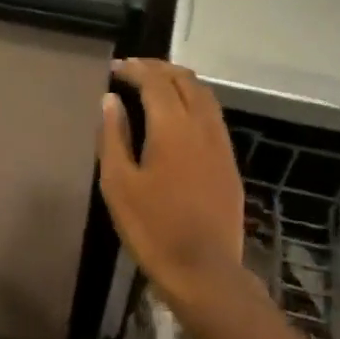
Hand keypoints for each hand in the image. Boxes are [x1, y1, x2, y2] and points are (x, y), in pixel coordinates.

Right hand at [98, 59, 246, 328]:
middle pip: (185, 80)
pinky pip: (213, 116)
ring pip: (205, 95)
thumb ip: (113, 136)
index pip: (155, 81)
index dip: (135, 69)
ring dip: (180, 82)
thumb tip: (110, 100)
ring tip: (156, 85)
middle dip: (159, 68)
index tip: (115, 68)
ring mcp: (221, 144)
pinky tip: (179, 116)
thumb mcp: (118, 184)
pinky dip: (194, 101)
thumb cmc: (152, 228)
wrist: (203, 270)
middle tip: (133, 70)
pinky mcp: (229, 162)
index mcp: (172, 127)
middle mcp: (202, 126)